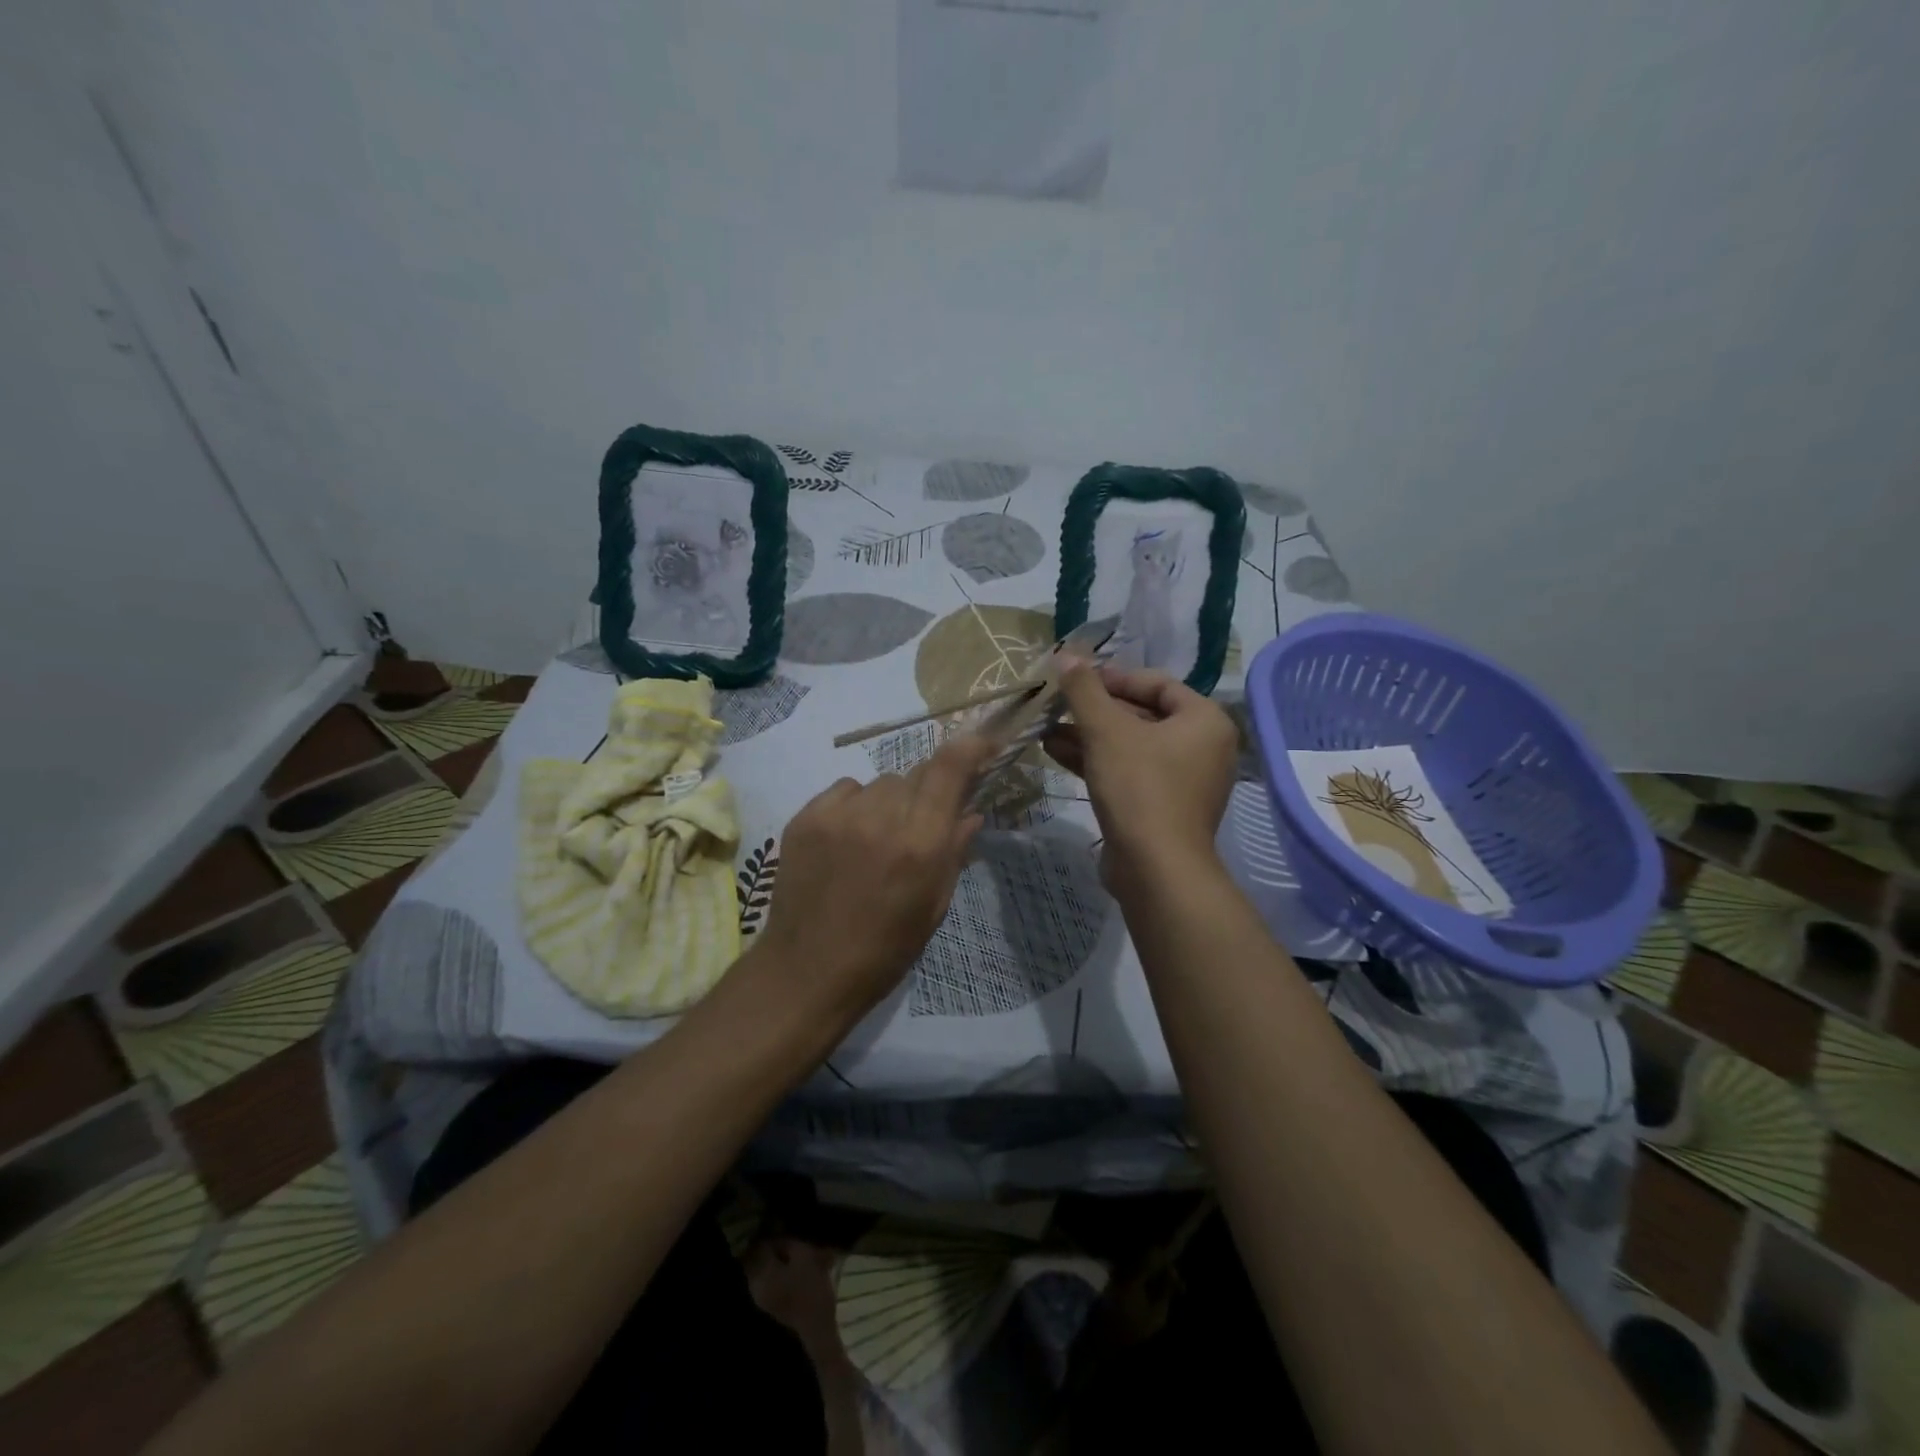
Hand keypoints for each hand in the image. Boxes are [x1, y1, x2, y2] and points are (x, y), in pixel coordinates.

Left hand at [756, 734, 993, 1021]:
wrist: (807, 971)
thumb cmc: (884, 950)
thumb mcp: (933, 906)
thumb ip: (954, 851)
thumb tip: (971, 812)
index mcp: (919, 844)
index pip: (949, 768)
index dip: (970, 746)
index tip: (983, 743)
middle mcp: (880, 817)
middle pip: (915, 775)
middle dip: (927, 793)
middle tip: (920, 826)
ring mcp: (837, 814)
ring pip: (880, 784)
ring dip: (890, 802)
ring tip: (877, 840)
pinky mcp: (804, 817)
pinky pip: (844, 791)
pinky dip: (855, 806)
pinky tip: (848, 839)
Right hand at [1045, 661, 1238, 881]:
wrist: (1155, 868)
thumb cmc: (1139, 786)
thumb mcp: (1106, 730)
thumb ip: (1085, 690)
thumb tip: (1066, 654)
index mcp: (1204, 721)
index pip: (1157, 683)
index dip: (1113, 677)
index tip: (1075, 678)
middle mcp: (1202, 747)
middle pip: (1142, 715)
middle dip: (1095, 710)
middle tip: (1057, 702)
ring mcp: (1183, 781)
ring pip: (1130, 746)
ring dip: (1088, 736)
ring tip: (1046, 727)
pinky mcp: (1162, 807)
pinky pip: (1128, 772)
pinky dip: (1097, 761)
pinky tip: (1055, 752)